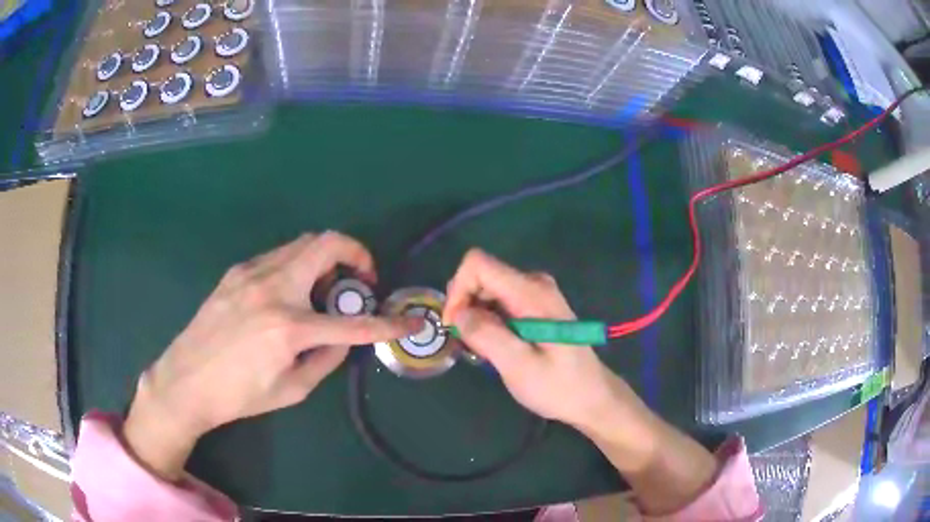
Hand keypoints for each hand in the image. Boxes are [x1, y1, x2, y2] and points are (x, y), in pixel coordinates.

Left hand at [124, 232, 420, 480]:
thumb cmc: (238, 395)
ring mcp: (251, 273)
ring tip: (322, 289)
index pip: (353, 324)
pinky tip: (289, 292)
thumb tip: (343, 337)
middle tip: (360, 280)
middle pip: (326, 244)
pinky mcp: (236, 271)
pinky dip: (297, 265)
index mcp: (288, 327)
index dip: (388, 324)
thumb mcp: (291, 389)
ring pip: (302, 244)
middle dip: (356, 254)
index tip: (410, 323)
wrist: (185, 380)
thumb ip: (326, 359)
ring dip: (325, 259)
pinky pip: (278, 255)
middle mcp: (272, 288)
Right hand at [443, 250, 653, 442]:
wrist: (592, 397)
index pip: (478, 264)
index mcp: (532, 293)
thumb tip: (457, 314)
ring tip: (482, 351)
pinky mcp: (535, 306)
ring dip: (475, 317)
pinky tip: (494, 347)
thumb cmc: (558, 386)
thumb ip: (487, 336)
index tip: (455, 326)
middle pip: (481, 276)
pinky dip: (488, 321)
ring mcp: (536, 293)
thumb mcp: (519, 366)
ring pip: (487, 290)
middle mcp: (534, 284)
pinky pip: (499, 302)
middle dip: (464, 307)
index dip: (458, 290)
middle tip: (469, 345)